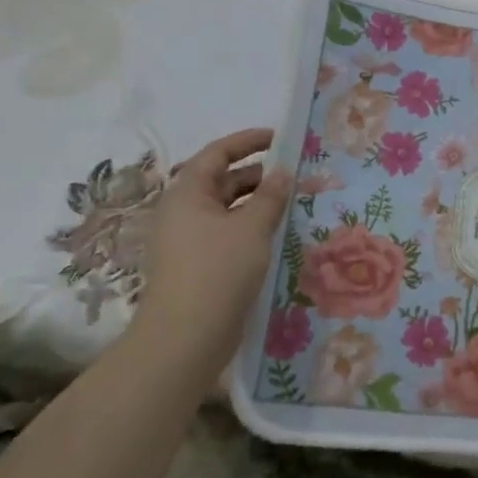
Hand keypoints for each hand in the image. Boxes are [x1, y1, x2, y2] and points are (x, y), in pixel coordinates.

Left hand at [135, 127, 291, 368]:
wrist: (185, 339)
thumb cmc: (217, 271)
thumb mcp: (252, 227)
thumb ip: (270, 195)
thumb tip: (282, 172)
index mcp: (187, 193)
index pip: (217, 153)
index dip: (248, 141)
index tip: (279, 139)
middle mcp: (183, 212)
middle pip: (221, 181)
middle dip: (258, 175)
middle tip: (294, 175)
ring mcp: (187, 241)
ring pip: (226, 210)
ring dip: (256, 204)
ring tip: (291, 204)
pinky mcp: (196, 266)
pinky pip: (226, 234)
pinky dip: (250, 227)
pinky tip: (275, 235)